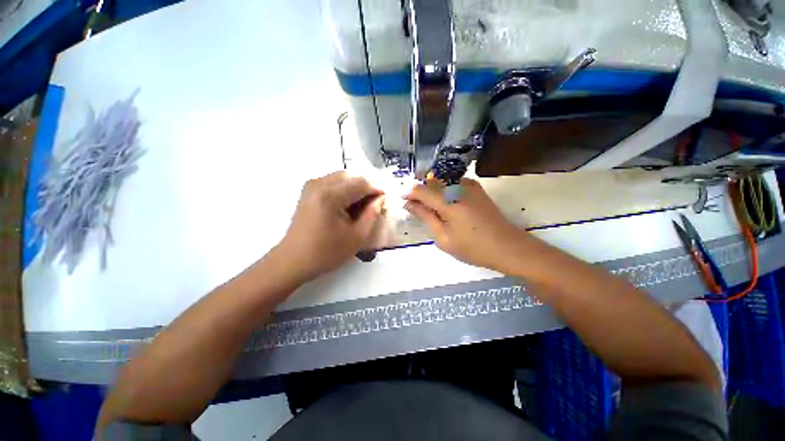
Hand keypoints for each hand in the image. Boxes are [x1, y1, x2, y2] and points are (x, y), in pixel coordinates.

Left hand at [277, 171, 384, 282]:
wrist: (293, 260)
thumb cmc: (326, 252)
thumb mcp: (357, 236)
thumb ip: (372, 214)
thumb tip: (380, 198)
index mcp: (330, 196)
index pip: (361, 183)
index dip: (377, 189)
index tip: (385, 200)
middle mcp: (319, 184)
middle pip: (351, 176)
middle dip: (366, 187)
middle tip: (374, 204)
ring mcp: (311, 186)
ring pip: (342, 178)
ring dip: (356, 188)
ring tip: (362, 206)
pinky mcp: (308, 191)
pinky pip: (333, 182)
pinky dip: (345, 190)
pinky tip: (348, 205)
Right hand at [404, 178, 526, 270]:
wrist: (507, 246)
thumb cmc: (472, 247)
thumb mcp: (443, 237)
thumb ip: (425, 216)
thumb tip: (409, 204)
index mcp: (448, 201)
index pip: (421, 190)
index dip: (410, 194)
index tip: (404, 203)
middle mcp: (458, 187)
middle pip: (430, 181)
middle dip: (420, 192)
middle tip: (416, 207)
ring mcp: (469, 185)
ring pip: (441, 180)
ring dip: (431, 190)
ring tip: (429, 206)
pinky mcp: (476, 188)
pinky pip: (453, 182)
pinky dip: (444, 189)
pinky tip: (444, 202)